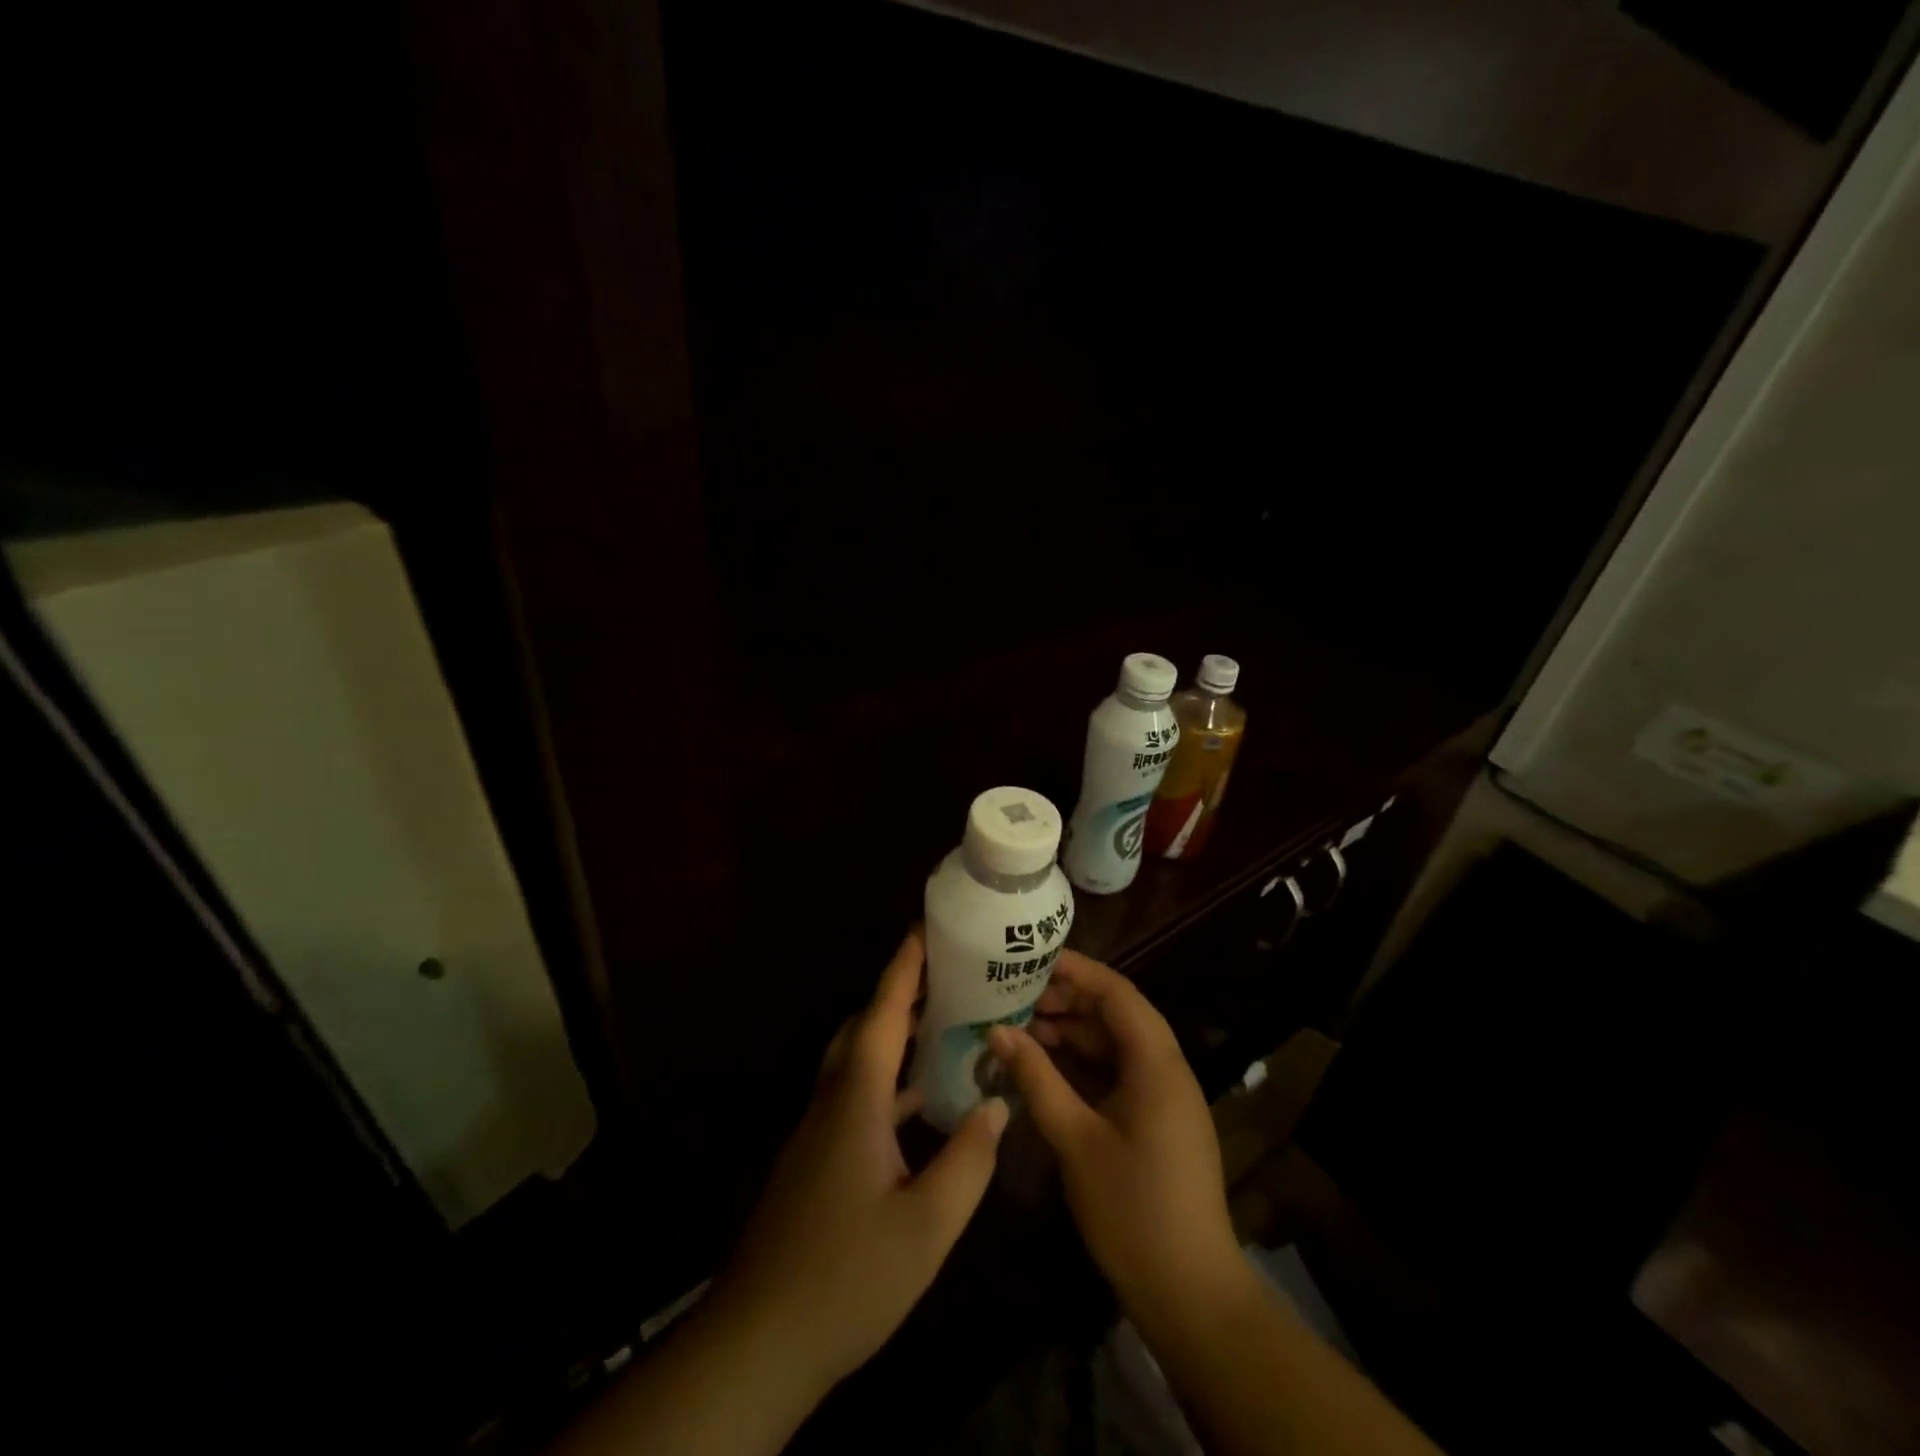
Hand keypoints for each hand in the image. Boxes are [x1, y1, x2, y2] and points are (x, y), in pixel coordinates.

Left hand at [715, 929, 1008, 1396]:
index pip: (882, 1015)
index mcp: (856, 1100)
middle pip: (863, 1027)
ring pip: (857, 1061)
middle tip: (946, 975)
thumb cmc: (848, 1275)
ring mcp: (819, 1130)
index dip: (903, 969)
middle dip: (900, 993)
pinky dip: (888, 1079)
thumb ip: (968, 1160)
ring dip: (894, 1035)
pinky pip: (856, 1094)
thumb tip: (999, 1104)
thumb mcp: (927, 1224)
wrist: (761, 1340)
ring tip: (943, 1022)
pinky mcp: (817, 1158)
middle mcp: (832, 1101)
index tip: (924, 929)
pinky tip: (921, 1099)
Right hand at [988, 950, 1242, 1320]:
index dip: (1076, 970)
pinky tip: (1044, 1069)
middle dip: (1067, 1002)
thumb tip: (997, 1031)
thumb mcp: (1076, 1140)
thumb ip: (1037, 1079)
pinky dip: (1082, 1066)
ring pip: (1114, 1045)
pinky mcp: (1155, 1121)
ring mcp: (1163, 1097)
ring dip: (1072, 1034)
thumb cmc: (1133, 1210)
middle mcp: (1165, 1069)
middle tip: (1014, 998)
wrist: (1191, 1294)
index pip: (1116, 993)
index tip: (1031, 960)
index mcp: (1156, 1063)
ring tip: (1020, 1029)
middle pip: (1115, 1015)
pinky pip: (1116, 1074)